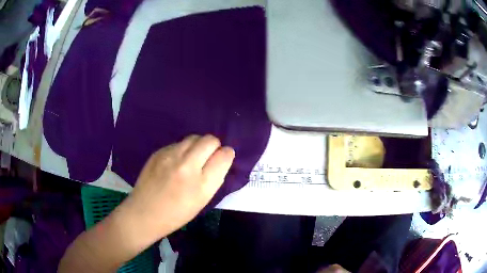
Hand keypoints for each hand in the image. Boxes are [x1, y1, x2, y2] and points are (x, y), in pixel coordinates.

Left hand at [116, 135, 234, 243]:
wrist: (144, 213)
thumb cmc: (177, 214)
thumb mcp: (203, 200)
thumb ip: (214, 178)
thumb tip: (220, 159)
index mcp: (202, 183)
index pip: (224, 155)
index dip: (226, 155)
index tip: (222, 160)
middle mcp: (187, 165)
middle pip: (210, 140)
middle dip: (214, 146)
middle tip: (208, 158)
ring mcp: (170, 156)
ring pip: (194, 137)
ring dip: (198, 145)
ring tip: (192, 159)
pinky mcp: (158, 152)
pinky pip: (178, 143)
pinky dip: (182, 149)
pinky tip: (175, 162)